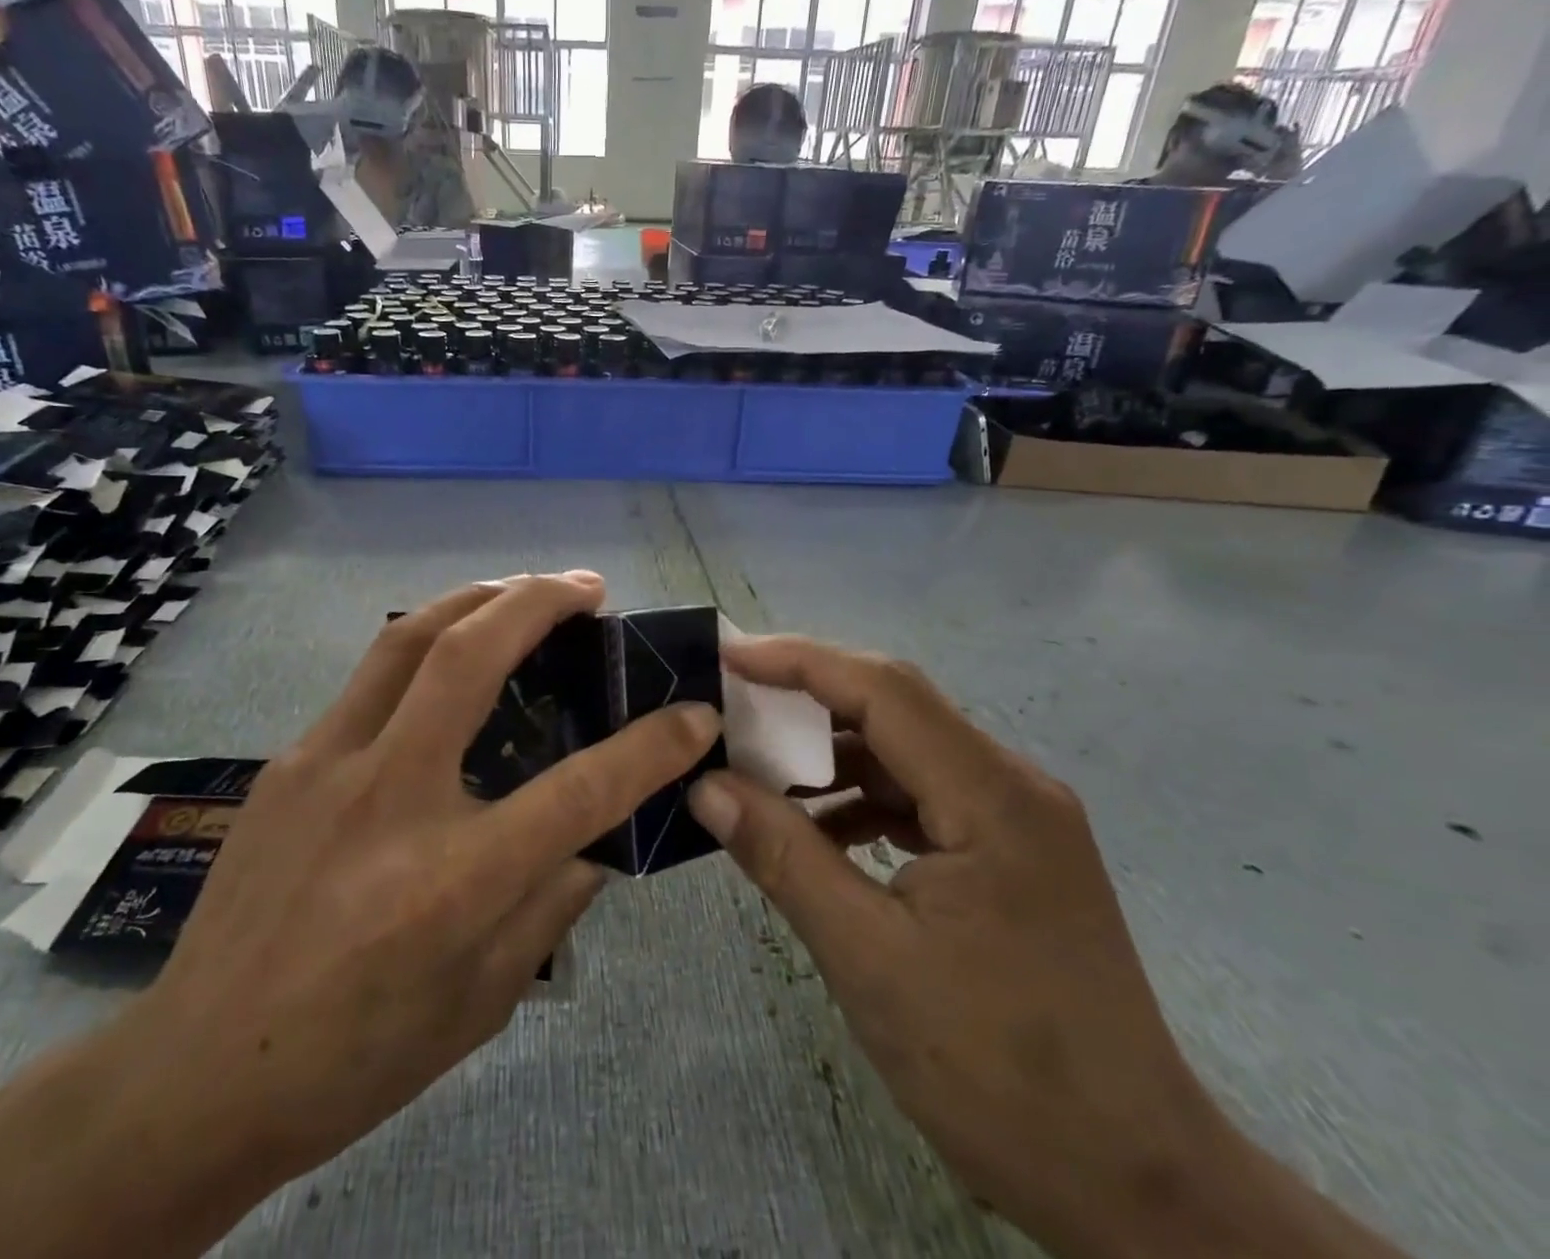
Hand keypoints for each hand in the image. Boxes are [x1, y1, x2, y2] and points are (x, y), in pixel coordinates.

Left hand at [119, 573, 722, 1196]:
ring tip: (524, 590)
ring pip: (409, 637)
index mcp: (453, 879)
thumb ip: (551, 902)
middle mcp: (390, 797)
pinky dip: (426, 646)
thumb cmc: (355, 1057)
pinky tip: (449, 658)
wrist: (195, 1075)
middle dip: (540, 601)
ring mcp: (326, 765)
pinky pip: (370, 679)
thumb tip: (594, 834)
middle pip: (472, 655)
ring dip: (478, 597)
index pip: (580, 789)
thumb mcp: (482, 1000)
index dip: (652, 745)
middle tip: (588, 586)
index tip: (693, 713)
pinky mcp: (288, 761)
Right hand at [687, 637, 1244, 1258]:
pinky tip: (818, 833)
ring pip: (906, 751)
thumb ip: (782, 856)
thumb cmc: (1000, 1072)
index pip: (883, 689)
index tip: (729, 655)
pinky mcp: (1011, 853)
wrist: (1135, 1185)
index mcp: (992, 797)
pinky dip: (862, 799)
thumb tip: (706, 786)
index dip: (800, 661)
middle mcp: (1013, 786)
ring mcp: (1017, 819)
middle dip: (808, 700)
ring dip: (832, 755)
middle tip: (733, 706)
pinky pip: (922, 796)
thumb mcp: (867, 958)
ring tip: (760, 774)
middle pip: (896, 709)